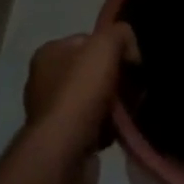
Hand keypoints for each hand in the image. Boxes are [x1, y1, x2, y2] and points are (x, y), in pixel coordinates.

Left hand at [22, 23, 137, 183]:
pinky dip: (110, 125)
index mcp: (49, 53)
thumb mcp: (105, 46)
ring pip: (97, 98)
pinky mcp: (64, 137)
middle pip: (94, 70)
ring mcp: (53, 110)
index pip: (89, 40)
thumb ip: (120, 34)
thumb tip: (130, 48)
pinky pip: (95, 123)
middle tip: (138, 87)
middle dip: (119, 78)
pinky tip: (122, 129)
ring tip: (133, 109)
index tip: (134, 62)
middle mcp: (45, 79)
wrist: (65, 150)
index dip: (114, 48)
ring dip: (116, 104)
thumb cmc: (80, 91)